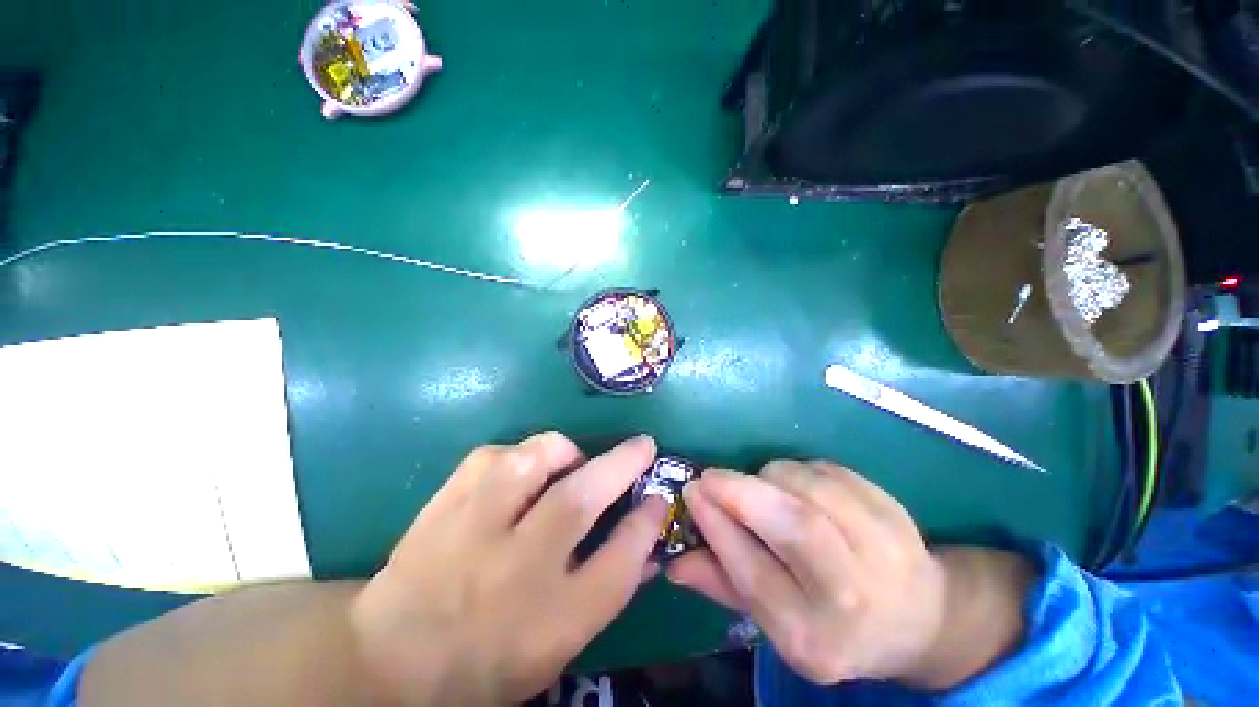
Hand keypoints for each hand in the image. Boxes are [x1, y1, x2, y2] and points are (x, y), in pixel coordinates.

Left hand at [351, 433, 667, 705]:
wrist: (389, 663)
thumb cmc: (488, 662)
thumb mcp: (559, 645)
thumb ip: (608, 589)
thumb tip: (649, 543)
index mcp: (550, 622)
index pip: (618, 564)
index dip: (646, 524)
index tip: (660, 496)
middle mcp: (515, 572)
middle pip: (580, 501)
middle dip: (622, 465)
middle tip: (643, 445)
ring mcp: (473, 532)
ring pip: (530, 463)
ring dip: (563, 451)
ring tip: (572, 460)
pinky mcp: (443, 505)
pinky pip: (490, 456)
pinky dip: (517, 453)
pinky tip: (521, 469)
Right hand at [668, 462, 1031, 688]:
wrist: (917, 618)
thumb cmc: (831, 625)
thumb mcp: (773, 621)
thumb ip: (721, 585)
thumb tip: (673, 561)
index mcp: (814, 637)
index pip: (753, 572)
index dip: (716, 524)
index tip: (692, 492)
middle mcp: (852, 598)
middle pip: (795, 526)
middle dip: (741, 492)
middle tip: (710, 477)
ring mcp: (883, 550)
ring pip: (812, 489)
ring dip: (770, 477)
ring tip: (760, 486)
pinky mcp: (894, 512)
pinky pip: (832, 472)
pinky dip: (801, 470)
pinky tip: (798, 486)